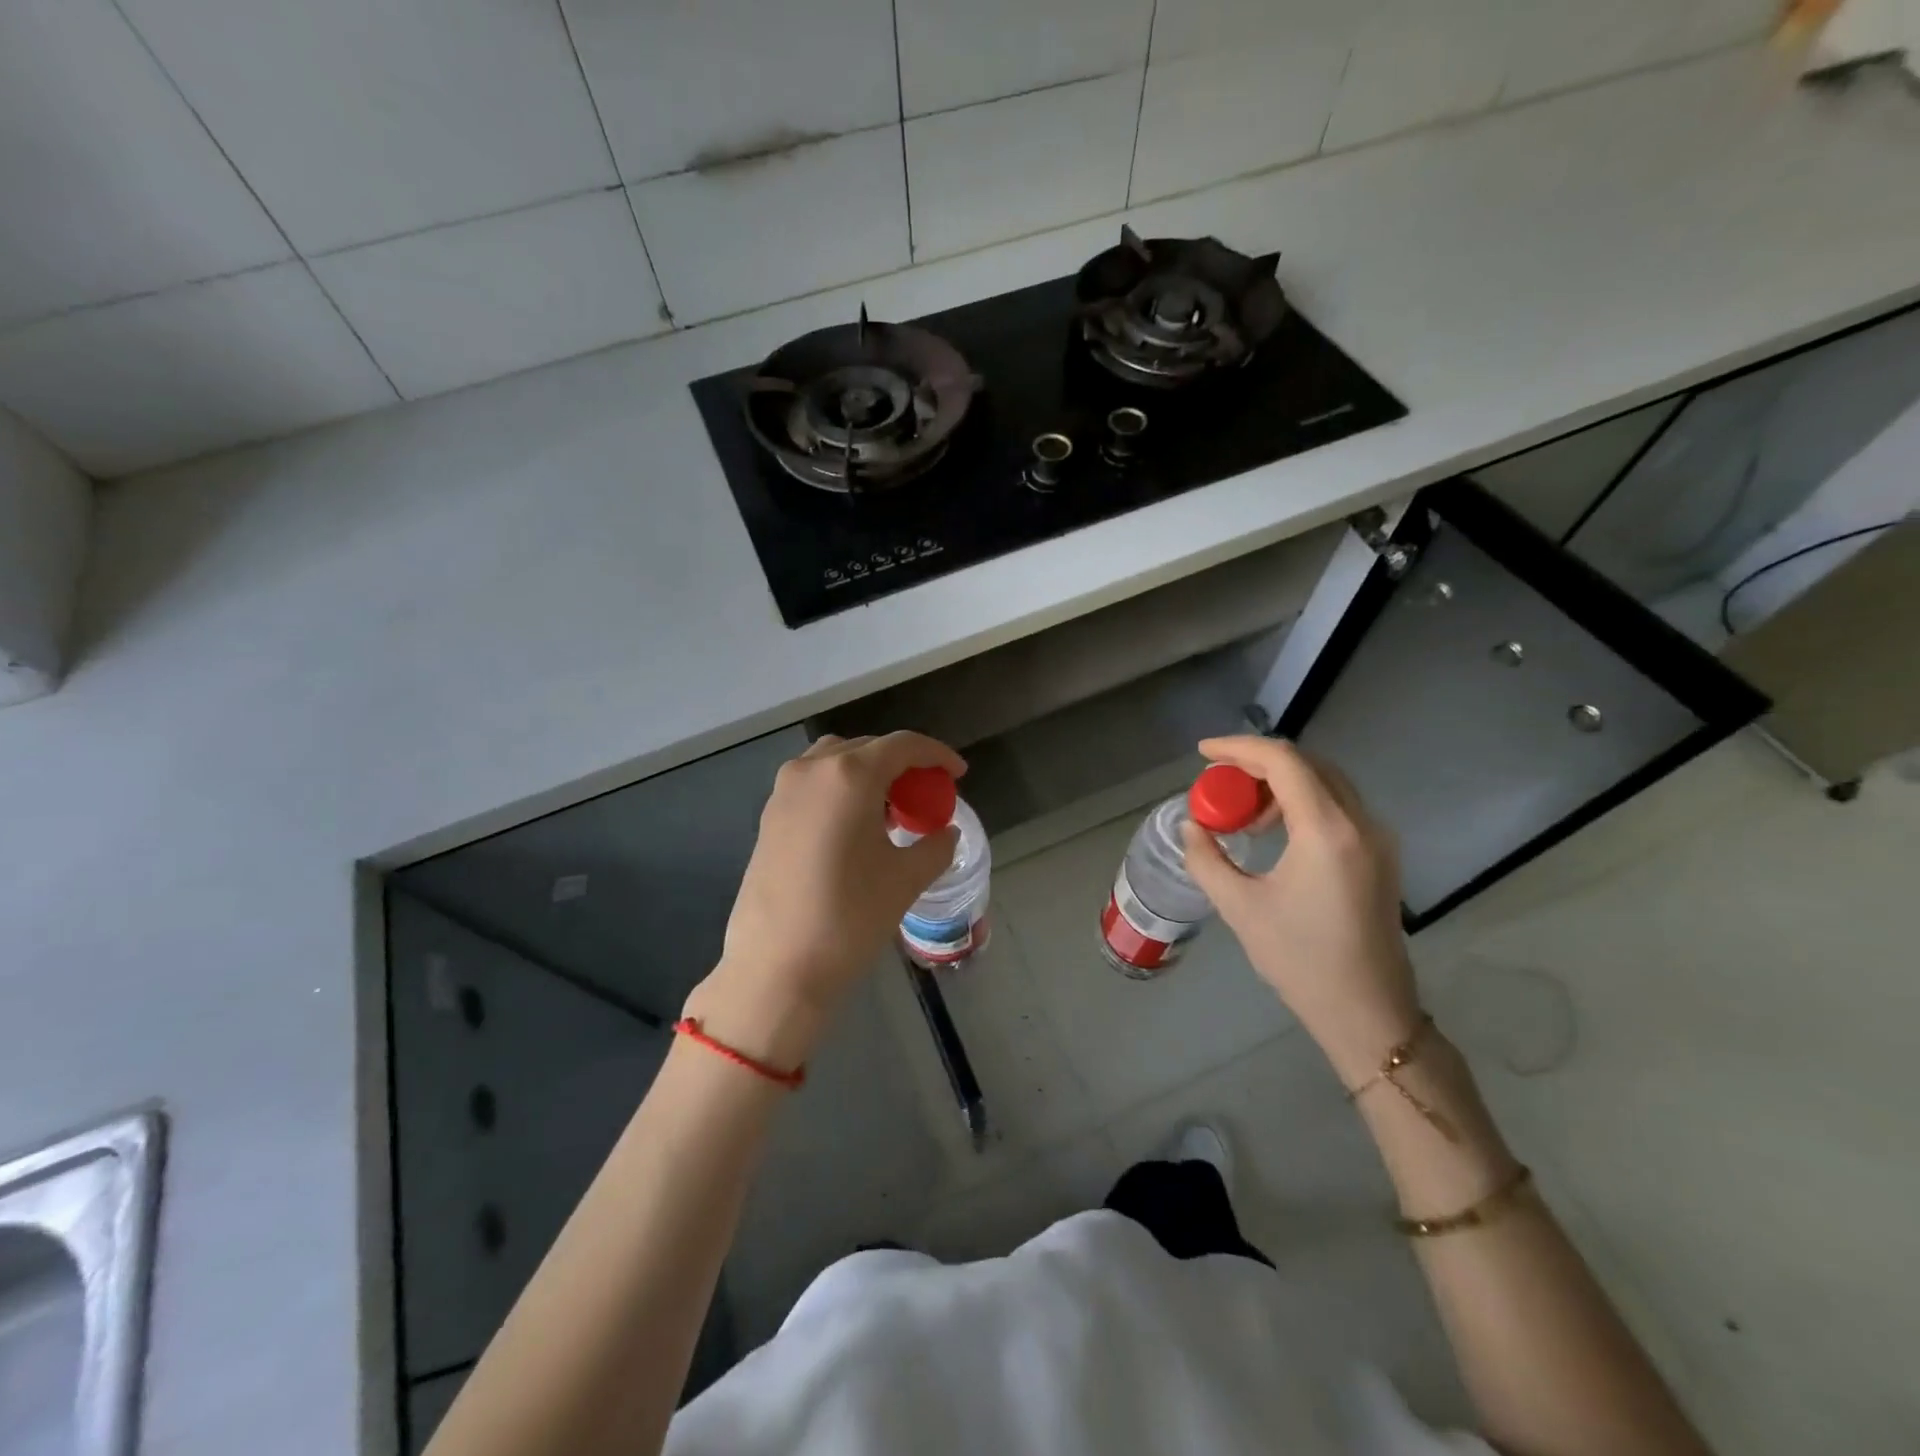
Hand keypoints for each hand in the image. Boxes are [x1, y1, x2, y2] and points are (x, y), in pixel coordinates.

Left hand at [688, 732, 965, 1065]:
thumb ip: (935, 846)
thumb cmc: (849, 917)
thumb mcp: (906, 879)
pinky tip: (855, 826)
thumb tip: (945, 832)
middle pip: (868, 748)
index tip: (958, 772)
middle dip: (903, 764)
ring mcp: (784, 791)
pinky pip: (814, 784)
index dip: (937, 754)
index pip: (903, 745)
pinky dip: (841, 789)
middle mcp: (813, 770)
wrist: (776, 967)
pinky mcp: (768, 816)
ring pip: (836, 762)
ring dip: (868, 773)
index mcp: (850, 775)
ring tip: (890, 809)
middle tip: (926, 795)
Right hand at [1181, 735, 1420, 1084]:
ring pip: (1325, 781)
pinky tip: (1275, 830)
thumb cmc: (1301, 961)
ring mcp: (1377, 837)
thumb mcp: (1240, 908)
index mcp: (1327, 831)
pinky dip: (1301, 800)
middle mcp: (1360, 822)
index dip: (1238, 748)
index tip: (1202, 754)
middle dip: (1257, 763)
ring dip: (1280, 782)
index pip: (1283, 761)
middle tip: (1219, 783)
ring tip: (1244, 814)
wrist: (1369, 1013)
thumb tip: (1191, 827)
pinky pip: (1338, 804)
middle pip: (1307, 763)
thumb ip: (1207, 859)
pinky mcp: (1380, 854)